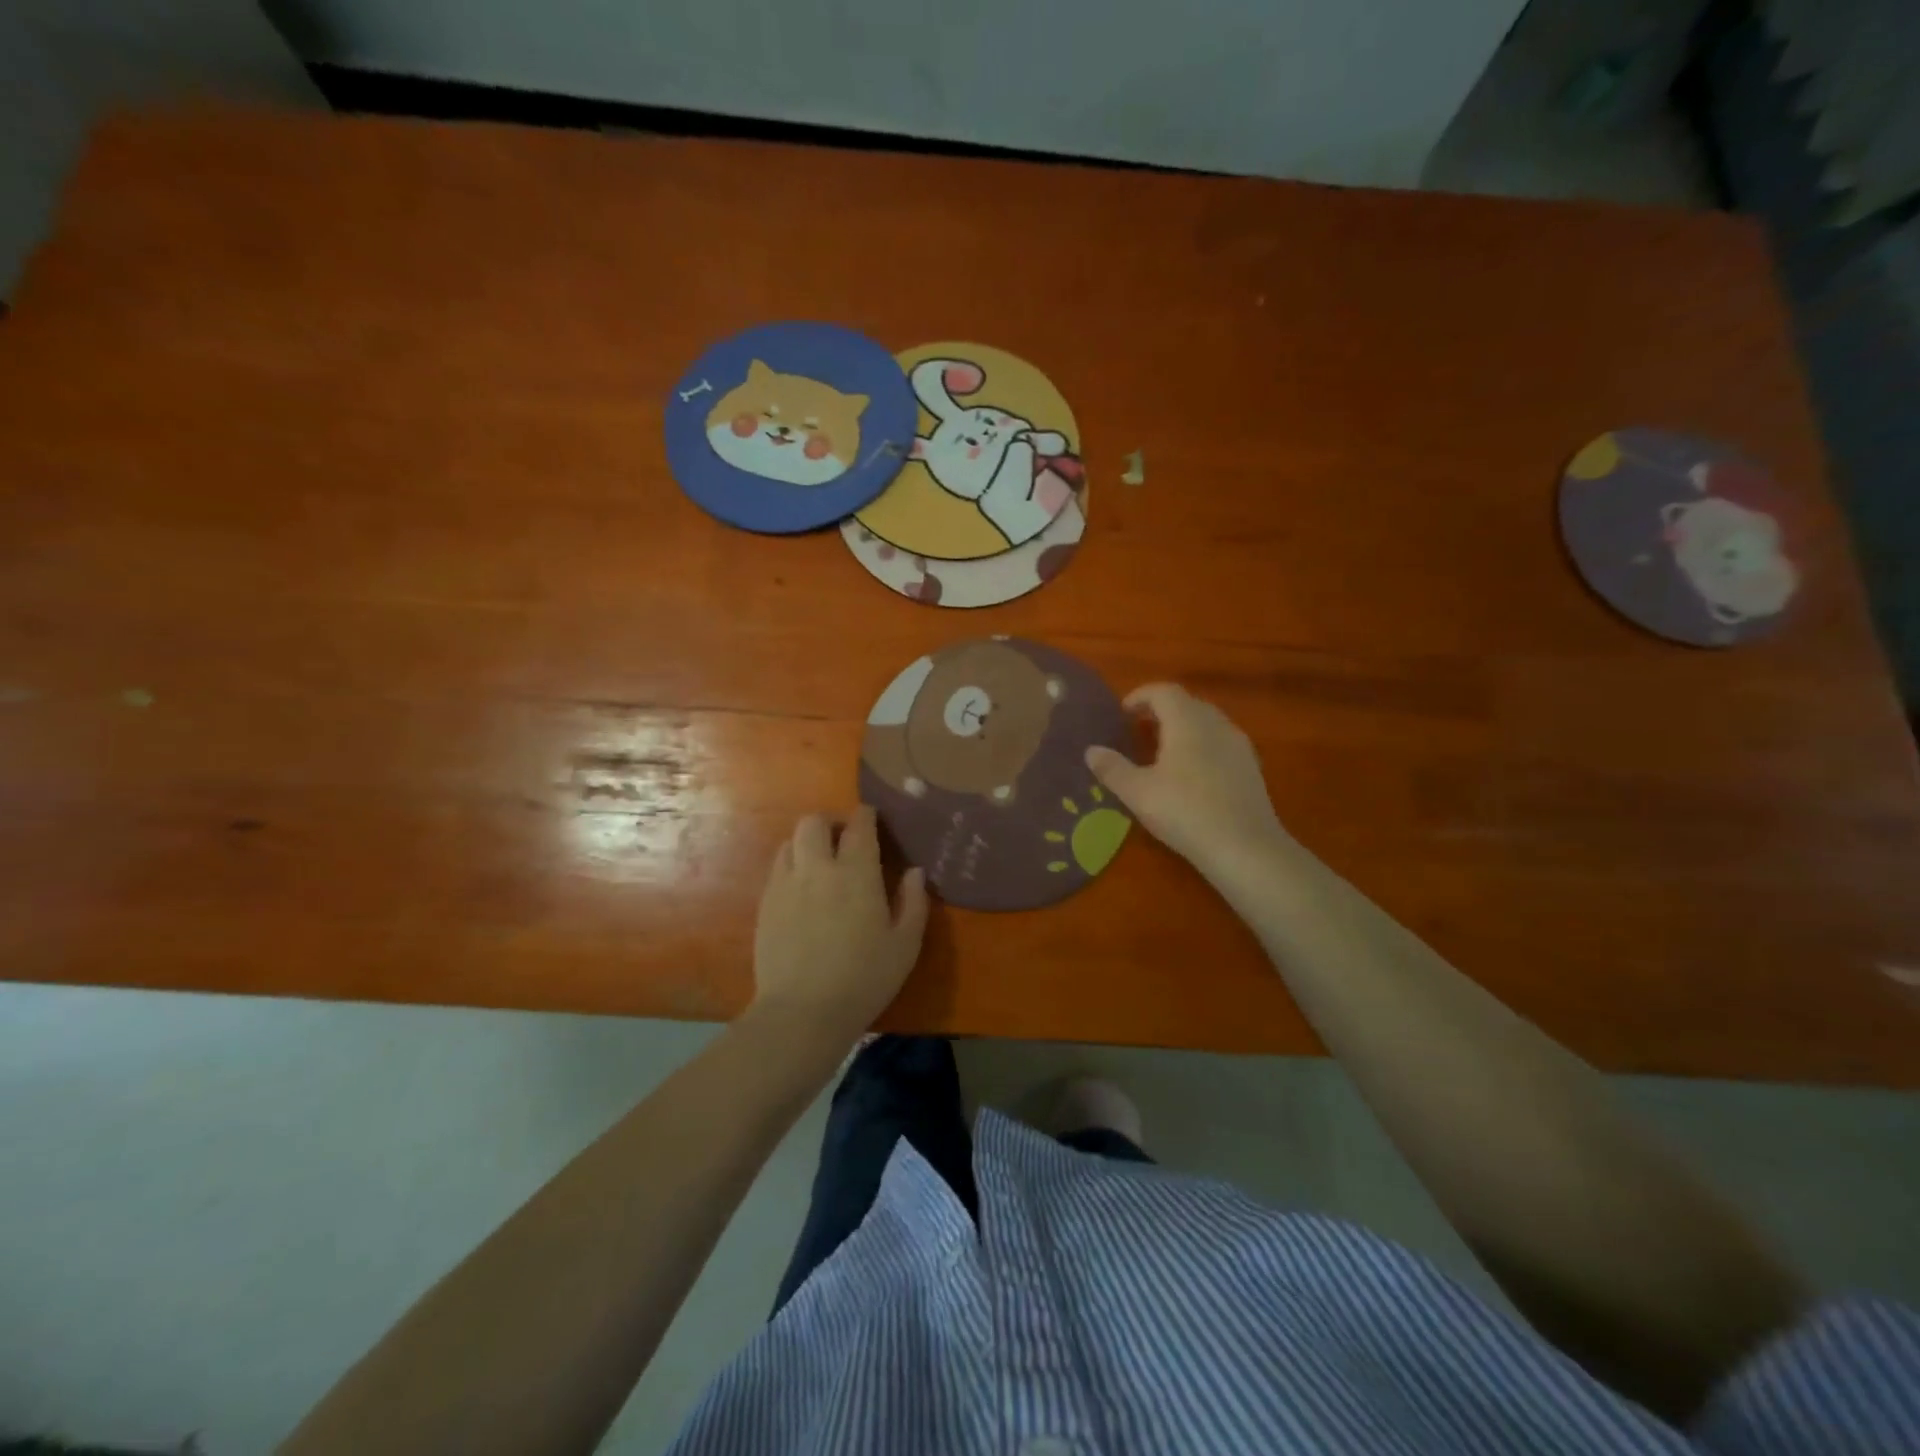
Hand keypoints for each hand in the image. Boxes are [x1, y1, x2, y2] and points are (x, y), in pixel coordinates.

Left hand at [751, 807, 928, 1035]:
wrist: (802, 1012)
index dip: (866, 816)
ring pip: (790, 842)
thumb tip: (914, 872)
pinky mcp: (766, 904)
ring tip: (820, 862)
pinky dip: (791, 866)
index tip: (872, 818)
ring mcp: (785, 884)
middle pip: (814, 823)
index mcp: (856, 873)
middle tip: (844, 839)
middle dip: (830, 822)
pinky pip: (777, 869)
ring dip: (807, 843)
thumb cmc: (864, 979)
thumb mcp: (905, 945)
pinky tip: (802, 890)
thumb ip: (913, 902)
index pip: (859, 826)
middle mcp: (817, 868)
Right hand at [1086, 683, 1291, 880]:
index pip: (1163, 691)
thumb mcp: (1138, 792)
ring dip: (1182, 727)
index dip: (1140, 696)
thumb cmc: (1185, 812)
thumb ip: (1112, 768)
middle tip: (1138, 730)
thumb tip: (1091, 750)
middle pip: (1187, 703)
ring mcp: (1238, 745)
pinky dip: (1201, 745)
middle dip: (1161, 710)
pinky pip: (1220, 743)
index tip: (1122, 712)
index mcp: (1187, 721)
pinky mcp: (1251, 768)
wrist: (1245, 847)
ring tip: (1162, 751)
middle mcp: (1216, 724)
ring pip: (1207, 722)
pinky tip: (1191, 774)